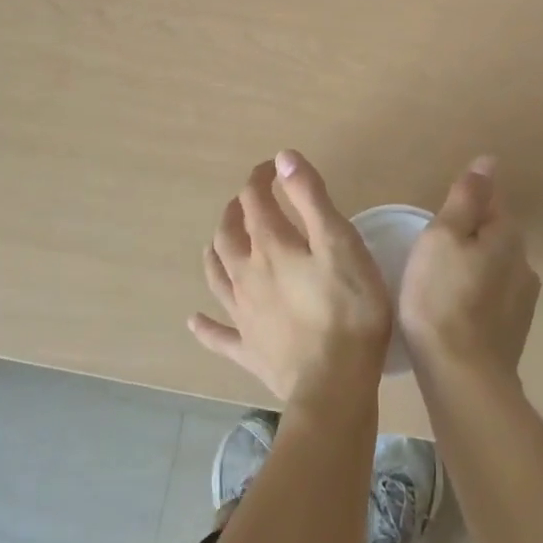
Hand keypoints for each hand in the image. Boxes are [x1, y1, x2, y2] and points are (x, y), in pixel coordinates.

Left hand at [190, 150, 392, 407]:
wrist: (333, 384)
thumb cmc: (347, 308)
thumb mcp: (339, 242)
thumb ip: (310, 197)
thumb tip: (283, 158)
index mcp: (270, 246)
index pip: (255, 201)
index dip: (260, 179)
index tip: (272, 169)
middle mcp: (247, 275)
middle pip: (229, 235)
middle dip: (235, 211)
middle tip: (247, 201)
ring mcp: (243, 315)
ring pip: (218, 276)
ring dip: (216, 253)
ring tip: (218, 242)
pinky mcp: (248, 350)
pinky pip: (219, 335)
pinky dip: (205, 325)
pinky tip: (194, 320)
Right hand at [398, 156, 538, 382]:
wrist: (463, 377)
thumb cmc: (441, 296)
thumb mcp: (443, 235)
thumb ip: (466, 197)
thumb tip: (489, 161)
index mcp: (508, 235)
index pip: (492, 201)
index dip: (465, 203)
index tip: (439, 219)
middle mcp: (524, 263)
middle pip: (495, 235)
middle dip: (469, 236)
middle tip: (432, 250)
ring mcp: (523, 301)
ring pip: (495, 268)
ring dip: (473, 268)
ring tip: (439, 282)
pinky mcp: (514, 332)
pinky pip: (492, 299)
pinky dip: (475, 297)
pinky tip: (453, 311)